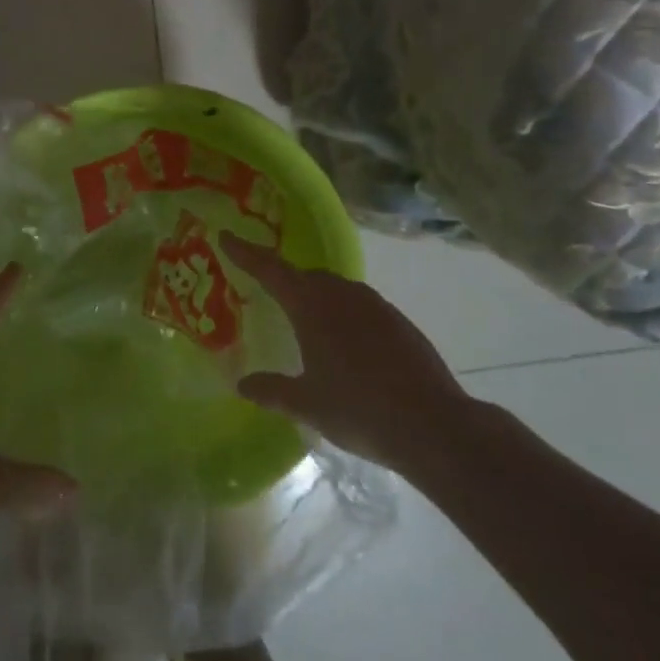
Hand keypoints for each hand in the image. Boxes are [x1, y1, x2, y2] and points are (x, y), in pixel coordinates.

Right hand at [223, 235, 469, 475]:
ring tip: (305, 322)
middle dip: (283, 280)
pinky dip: (343, 314)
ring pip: (335, 289)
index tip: (225, 236)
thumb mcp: (307, 404)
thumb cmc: (359, 409)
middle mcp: (342, 294)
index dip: (245, 253)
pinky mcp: (398, 321)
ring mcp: (374, 304)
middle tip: (265, 292)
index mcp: (311, 305)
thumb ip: (272, 391)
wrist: (434, 424)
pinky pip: (359, 306)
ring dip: (315, 297)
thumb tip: (242, 385)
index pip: (270, 269)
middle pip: (304, 276)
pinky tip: (345, 345)